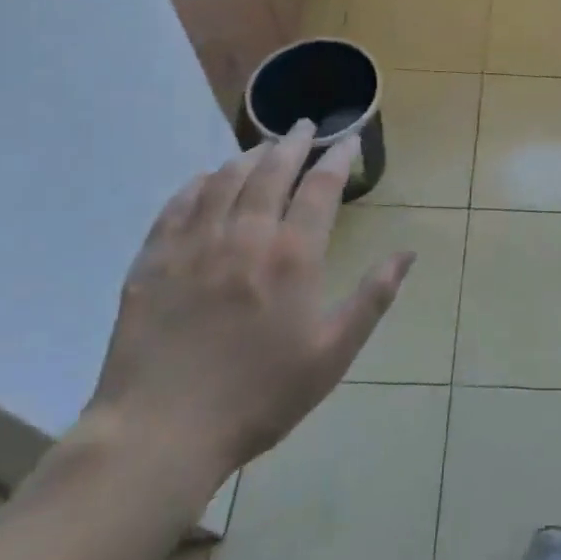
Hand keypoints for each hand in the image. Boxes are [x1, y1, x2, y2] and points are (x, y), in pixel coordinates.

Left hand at [86, 122, 413, 499]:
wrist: (161, 432)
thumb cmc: (260, 396)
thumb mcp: (332, 354)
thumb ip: (372, 298)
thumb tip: (407, 253)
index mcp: (292, 257)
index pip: (320, 188)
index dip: (337, 158)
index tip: (347, 140)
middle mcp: (244, 236)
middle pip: (271, 172)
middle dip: (292, 143)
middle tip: (304, 126)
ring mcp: (193, 245)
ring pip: (223, 180)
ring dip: (248, 157)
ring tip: (262, 147)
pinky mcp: (153, 261)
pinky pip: (176, 206)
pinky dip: (196, 184)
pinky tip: (204, 179)